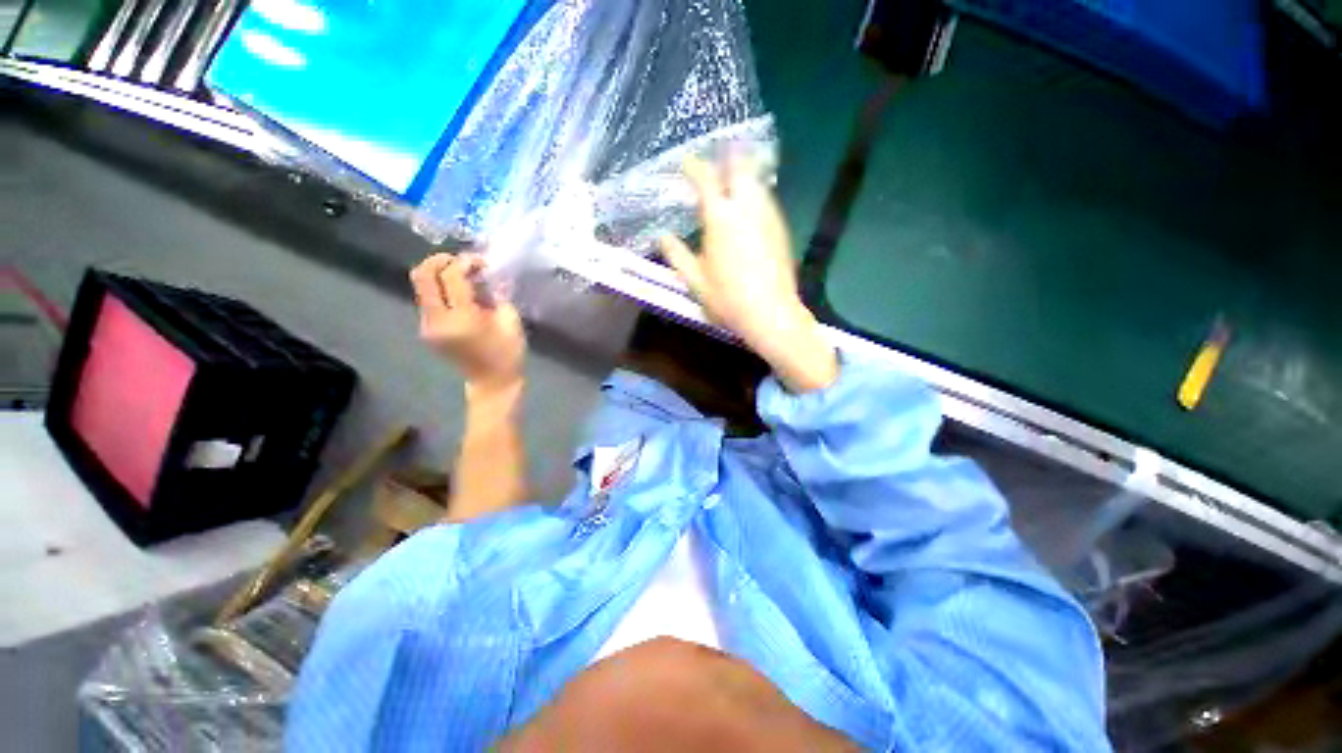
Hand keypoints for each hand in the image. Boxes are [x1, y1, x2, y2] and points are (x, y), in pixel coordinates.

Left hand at [410, 253, 525, 393]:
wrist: (492, 382)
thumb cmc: (508, 353)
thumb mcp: (510, 320)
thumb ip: (495, 293)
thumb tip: (484, 274)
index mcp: (462, 319)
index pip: (451, 276)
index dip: (465, 262)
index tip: (482, 263)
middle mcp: (437, 320)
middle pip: (422, 275)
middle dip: (441, 260)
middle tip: (462, 262)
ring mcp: (427, 326)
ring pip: (421, 285)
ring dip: (440, 274)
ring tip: (465, 278)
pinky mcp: (426, 329)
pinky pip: (427, 299)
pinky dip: (441, 289)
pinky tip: (461, 294)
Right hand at [659, 157, 837, 392]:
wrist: (772, 314)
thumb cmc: (728, 299)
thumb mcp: (695, 282)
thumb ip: (677, 256)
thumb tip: (662, 237)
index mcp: (721, 218)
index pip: (706, 179)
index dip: (694, 166)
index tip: (686, 163)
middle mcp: (747, 207)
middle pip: (740, 167)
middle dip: (727, 156)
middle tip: (715, 159)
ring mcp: (769, 216)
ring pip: (756, 181)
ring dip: (742, 174)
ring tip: (731, 179)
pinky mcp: (781, 228)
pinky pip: (767, 199)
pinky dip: (755, 193)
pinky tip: (749, 206)